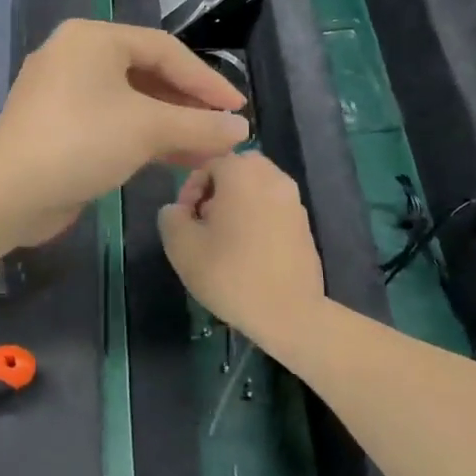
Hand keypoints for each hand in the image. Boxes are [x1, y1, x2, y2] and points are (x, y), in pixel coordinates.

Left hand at [0, 20, 248, 243]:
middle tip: (222, 130)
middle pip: (146, 74)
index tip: (237, 109)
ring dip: (169, 126)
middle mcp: (75, 56)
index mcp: (93, 38)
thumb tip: (241, 130)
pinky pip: (109, 123)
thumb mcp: (148, 129)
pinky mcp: (56, 127)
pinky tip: (174, 160)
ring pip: (129, 103)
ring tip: (208, 150)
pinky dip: (141, 138)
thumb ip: (199, 125)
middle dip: (187, 106)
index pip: (165, 50)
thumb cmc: (81, 142)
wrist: (9, 193)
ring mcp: (62, 93)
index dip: (206, 80)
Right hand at [159, 152, 326, 348]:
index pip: (208, 163)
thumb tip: (178, 210)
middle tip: (204, 223)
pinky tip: (248, 250)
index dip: (190, 189)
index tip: (186, 220)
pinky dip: (258, 217)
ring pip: (257, 187)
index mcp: (242, 173)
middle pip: (236, 169)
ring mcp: (293, 200)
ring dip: (238, 203)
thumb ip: (171, 216)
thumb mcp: (181, 246)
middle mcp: (272, 177)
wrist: (288, 312)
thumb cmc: (229, 274)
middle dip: (216, 190)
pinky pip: (273, 207)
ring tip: (225, 238)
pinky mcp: (305, 223)